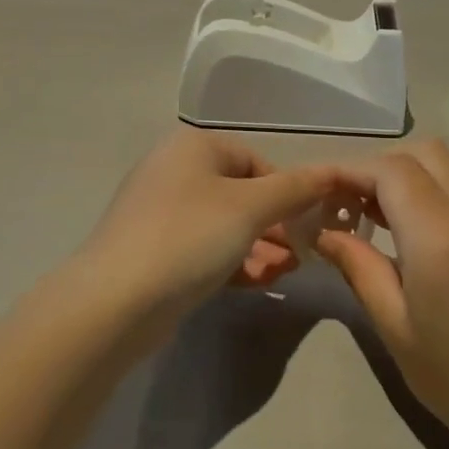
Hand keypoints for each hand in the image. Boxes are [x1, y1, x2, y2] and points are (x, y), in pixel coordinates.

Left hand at [78, 128, 337, 342]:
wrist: (115, 301)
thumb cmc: (189, 237)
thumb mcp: (250, 208)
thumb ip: (295, 189)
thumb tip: (333, 172)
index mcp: (193, 147)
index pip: (256, 161)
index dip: (288, 191)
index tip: (310, 225)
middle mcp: (173, 171)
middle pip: (241, 194)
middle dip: (276, 225)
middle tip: (304, 255)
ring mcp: (160, 213)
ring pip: (224, 225)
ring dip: (260, 247)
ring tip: (286, 273)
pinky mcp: (154, 251)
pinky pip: (204, 249)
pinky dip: (233, 261)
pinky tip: (259, 282)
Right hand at [318, 140, 448, 448]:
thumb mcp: (396, 328)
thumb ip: (359, 268)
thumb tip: (325, 233)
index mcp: (441, 237)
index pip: (390, 170)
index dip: (350, 170)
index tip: (320, 192)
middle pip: (424, 153)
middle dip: (380, 167)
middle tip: (351, 205)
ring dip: (410, 175)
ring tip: (379, 218)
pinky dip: (436, 190)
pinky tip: (418, 232)